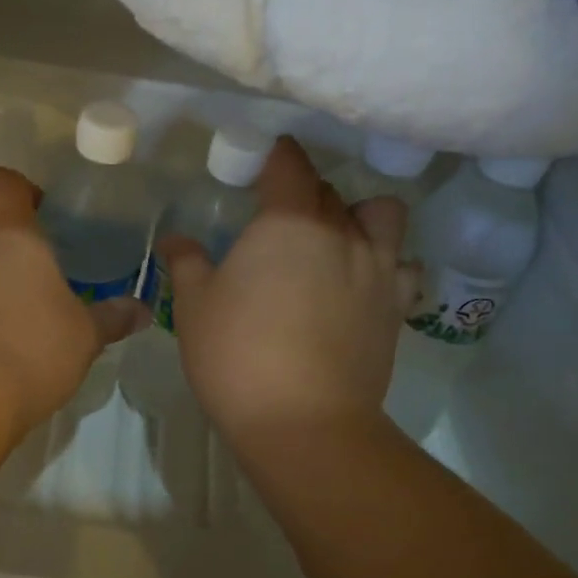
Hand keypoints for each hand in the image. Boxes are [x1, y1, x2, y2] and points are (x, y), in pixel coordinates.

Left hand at [0, 167, 145, 439]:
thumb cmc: (34, 346)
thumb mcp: (87, 334)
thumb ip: (113, 316)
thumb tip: (142, 310)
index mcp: (12, 237)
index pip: (5, 184)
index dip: (26, 189)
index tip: (50, 211)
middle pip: (0, 232)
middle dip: (30, 248)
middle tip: (65, 272)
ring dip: (12, 283)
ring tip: (46, 313)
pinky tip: (20, 342)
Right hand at [157, 137, 413, 445]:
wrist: (303, 421)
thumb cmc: (236, 354)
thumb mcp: (195, 306)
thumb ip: (187, 263)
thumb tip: (174, 239)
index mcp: (288, 221)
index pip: (289, 164)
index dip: (275, 156)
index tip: (261, 162)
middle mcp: (340, 232)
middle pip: (329, 189)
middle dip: (304, 191)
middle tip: (278, 214)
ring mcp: (377, 268)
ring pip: (381, 214)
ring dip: (359, 215)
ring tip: (336, 238)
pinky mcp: (396, 306)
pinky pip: (403, 266)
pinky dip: (388, 264)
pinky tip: (366, 282)